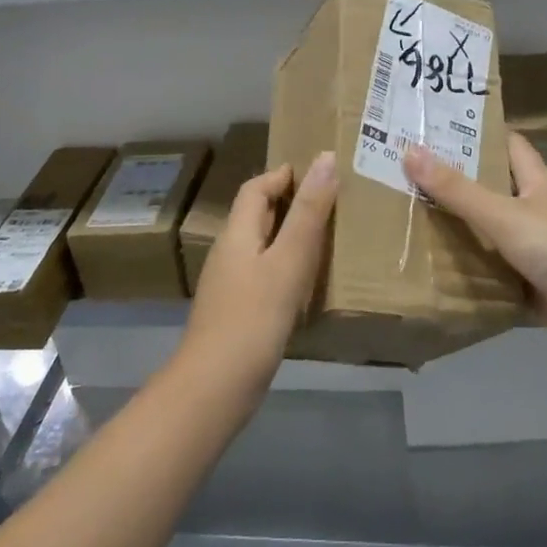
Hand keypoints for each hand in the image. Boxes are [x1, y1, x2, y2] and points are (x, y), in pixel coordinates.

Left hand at [179, 152, 336, 405]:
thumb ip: (308, 211)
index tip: (320, 172)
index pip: (256, 188)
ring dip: (291, 236)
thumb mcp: (288, 260)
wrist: (214, 389)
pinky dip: (287, 268)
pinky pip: (264, 275)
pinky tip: (308, 285)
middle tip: (333, 202)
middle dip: (291, 203)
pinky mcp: (237, 312)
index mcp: (237, 232)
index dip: (283, 175)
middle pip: (258, 215)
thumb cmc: (254, 317)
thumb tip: (325, 157)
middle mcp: (229, 252)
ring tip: (328, 238)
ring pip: (262, 246)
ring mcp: (230, 285)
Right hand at [405, 135, 546, 367]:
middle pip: (492, 188)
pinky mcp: (533, 287)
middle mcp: (535, 211)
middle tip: (406, 173)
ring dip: (459, 230)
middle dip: (455, 182)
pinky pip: (494, 275)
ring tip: (409, 218)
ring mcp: (536, 251)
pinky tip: (434, 272)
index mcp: (535, 182)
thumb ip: (457, 190)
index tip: (435, 126)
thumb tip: (409, 151)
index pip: (506, 144)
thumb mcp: (504, 215)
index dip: (476, 132)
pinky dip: (470, 274)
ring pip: (490, 233)